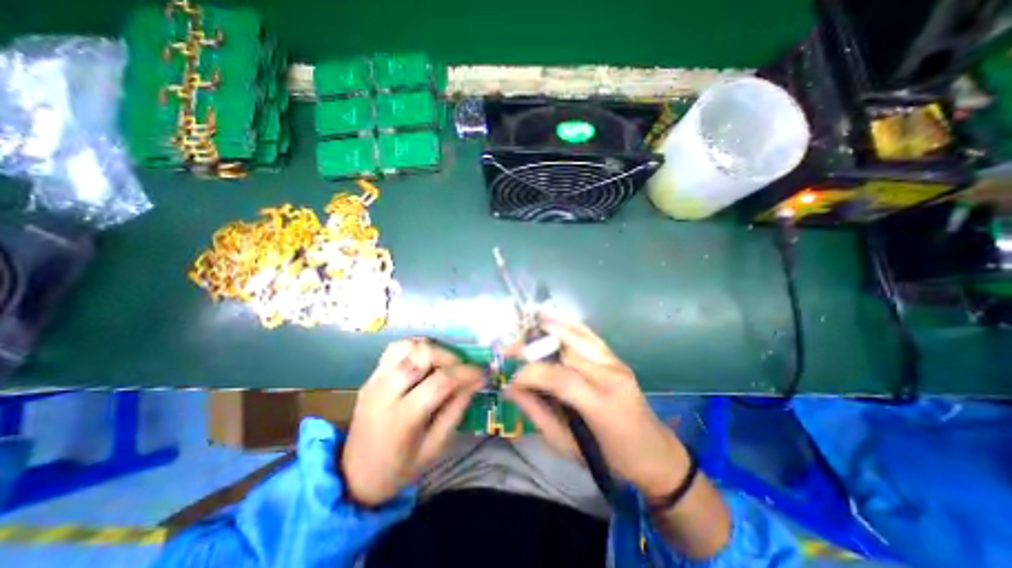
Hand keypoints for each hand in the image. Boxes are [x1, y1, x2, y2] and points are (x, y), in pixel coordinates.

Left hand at [342, 340, 483, 507]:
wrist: (354, 476)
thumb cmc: (400, 468)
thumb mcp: (435, 447)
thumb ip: (456, 410)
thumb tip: (475, 382)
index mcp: (402, 418)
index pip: (440, 382)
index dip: (465, 373)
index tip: (482, 373)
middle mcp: (385, 392)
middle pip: (422, 354)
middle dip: (450, 356)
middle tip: (462, 368)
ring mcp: (375, 380)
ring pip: (407, 345)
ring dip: (432, 348)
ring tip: (445, 362)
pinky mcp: (371, 376)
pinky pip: (395, 349)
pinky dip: (415, 347)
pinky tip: (426, 359)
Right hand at [503, 313, 686, 499]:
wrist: (655, 454)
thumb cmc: (609, 458)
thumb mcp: (568, 446)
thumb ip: (537, 413)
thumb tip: (512, 388)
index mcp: (601, 405)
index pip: (559, 378)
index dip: (531, 374)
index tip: (512, 379)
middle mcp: (611, 377)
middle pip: (568, 350)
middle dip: (536, 346)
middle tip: (513, 348)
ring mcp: (617, 363)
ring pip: (580, 336)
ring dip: (553, 325)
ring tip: (530, 318)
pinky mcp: (617, 358)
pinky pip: (590, 335)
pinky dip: (570, 323)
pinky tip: (555, 314)